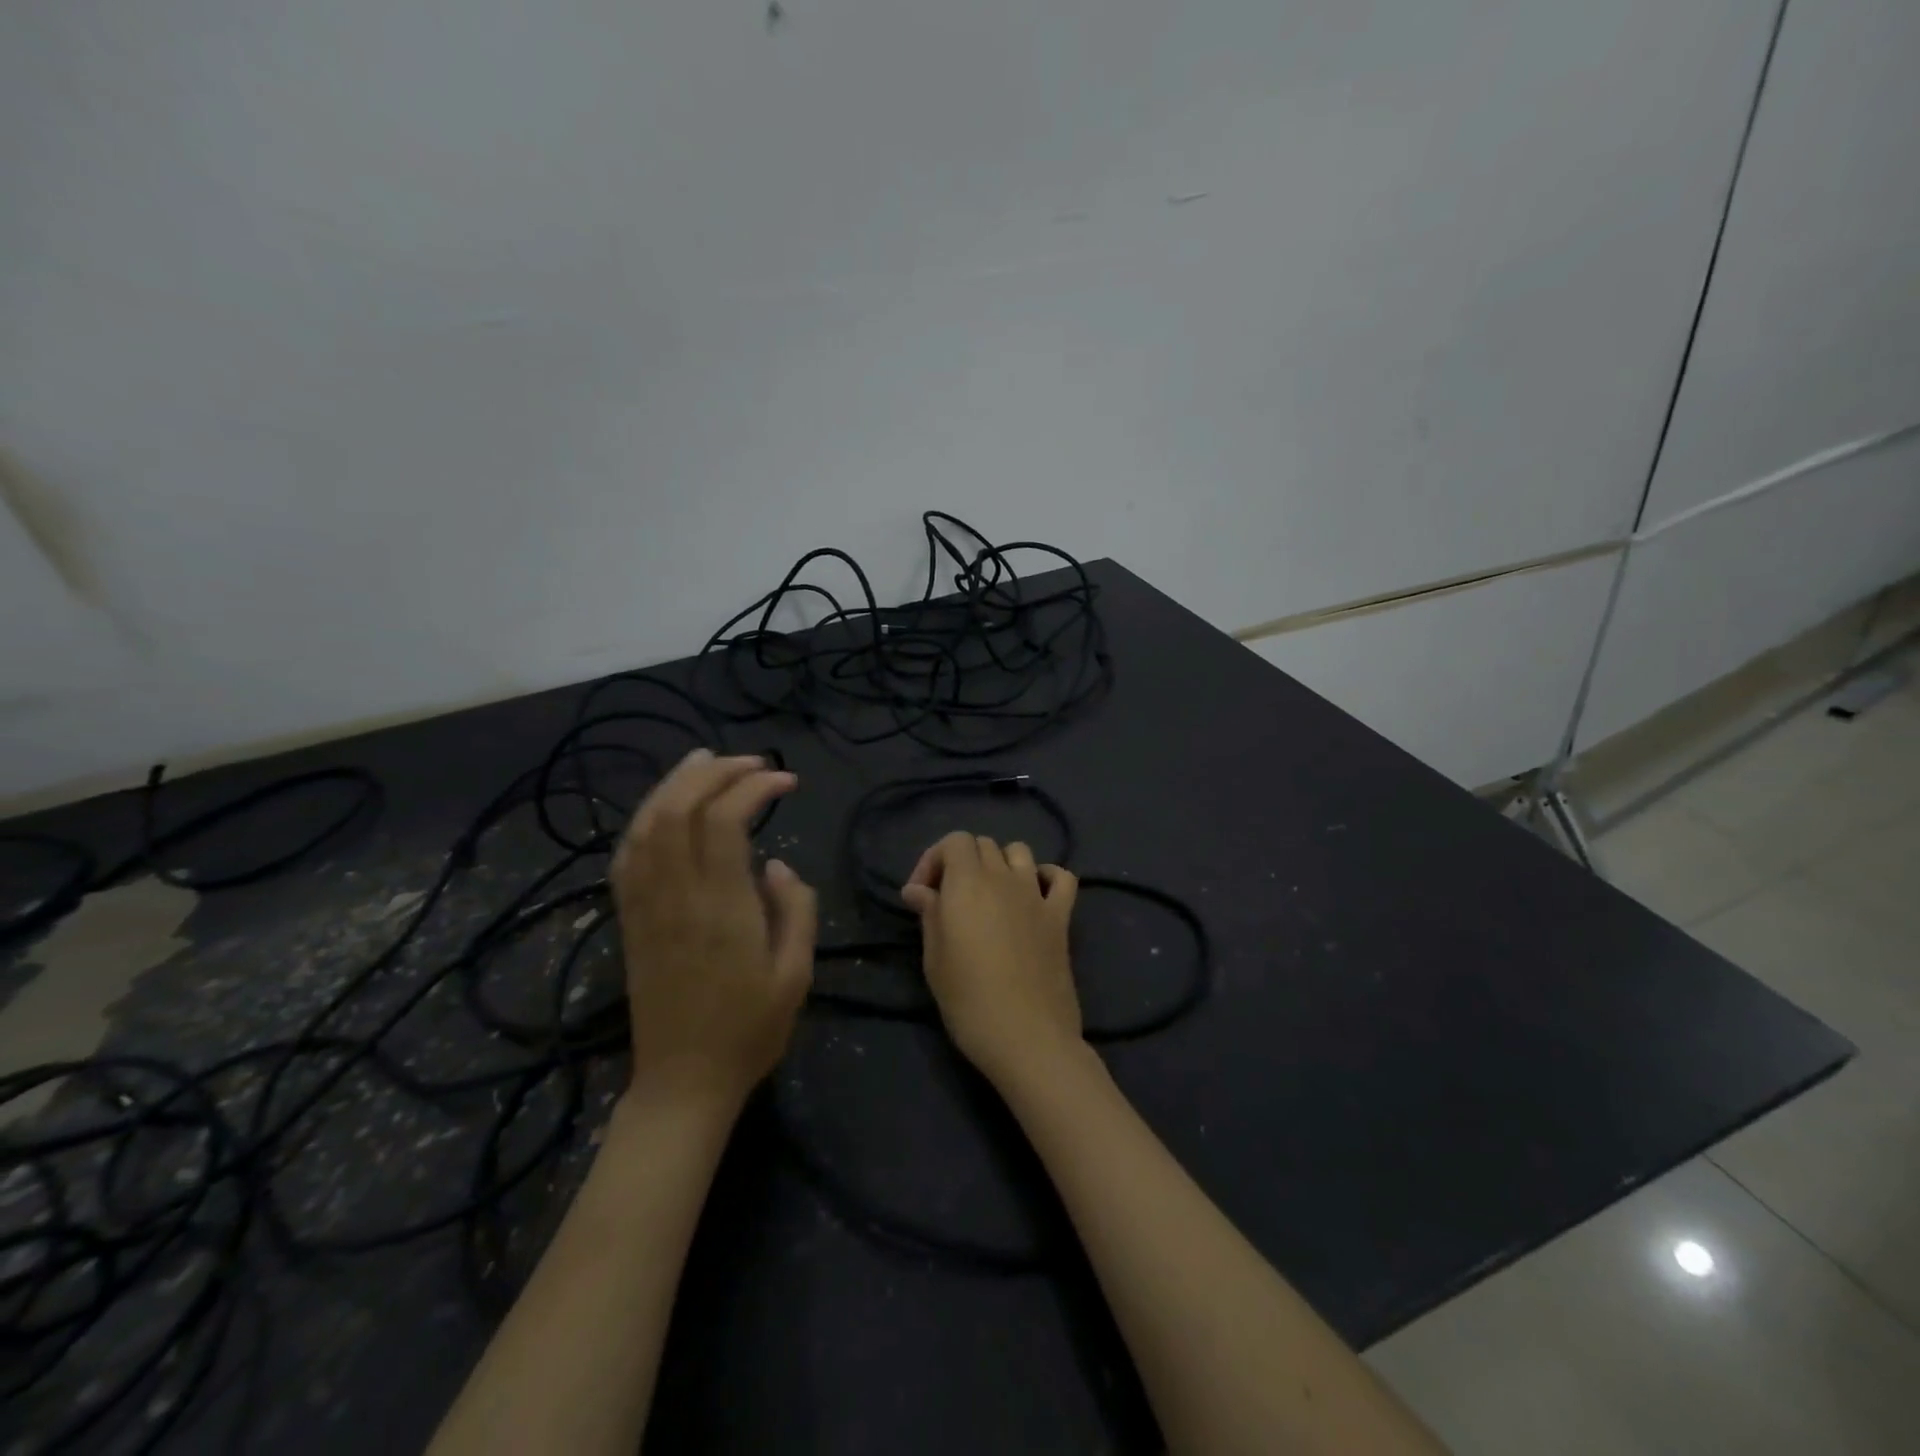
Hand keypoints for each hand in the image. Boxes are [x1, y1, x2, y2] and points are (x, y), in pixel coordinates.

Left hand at [611, 748, 815, 1108]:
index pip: (726, 820)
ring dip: (676, 784)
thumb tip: (777, 864)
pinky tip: (666, 808)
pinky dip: (646, 818)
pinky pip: (627, 855)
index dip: (754, 787)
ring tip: (706, 761)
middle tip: (753, 763)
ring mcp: (645, 905)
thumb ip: (796, 909)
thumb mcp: (796, 973)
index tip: (787, 782)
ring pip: (647, 824)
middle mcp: (677, 896)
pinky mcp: (629, 919)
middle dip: (715, 772)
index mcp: (722, 908)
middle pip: (680, 808)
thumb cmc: (750, 1030)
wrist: (683, 1082)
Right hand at [901, 832, 1082, 1085]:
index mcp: (968, 883)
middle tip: (948, 900)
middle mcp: (1003, 878)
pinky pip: (1061, 878)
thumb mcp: (935, 959)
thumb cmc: (969, 1001)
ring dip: (1000, 864)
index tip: (920, 895)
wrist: (1027, 1037)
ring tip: (989, 895)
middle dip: (961, 863)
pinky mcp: (1061, 917)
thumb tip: (919, 889)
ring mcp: (1036, 895)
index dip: (933, 859)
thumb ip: (929, 915)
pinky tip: (1033, 896)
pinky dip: (1047, 877)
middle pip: (983, 845)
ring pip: (1019, 852)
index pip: (954, 841)